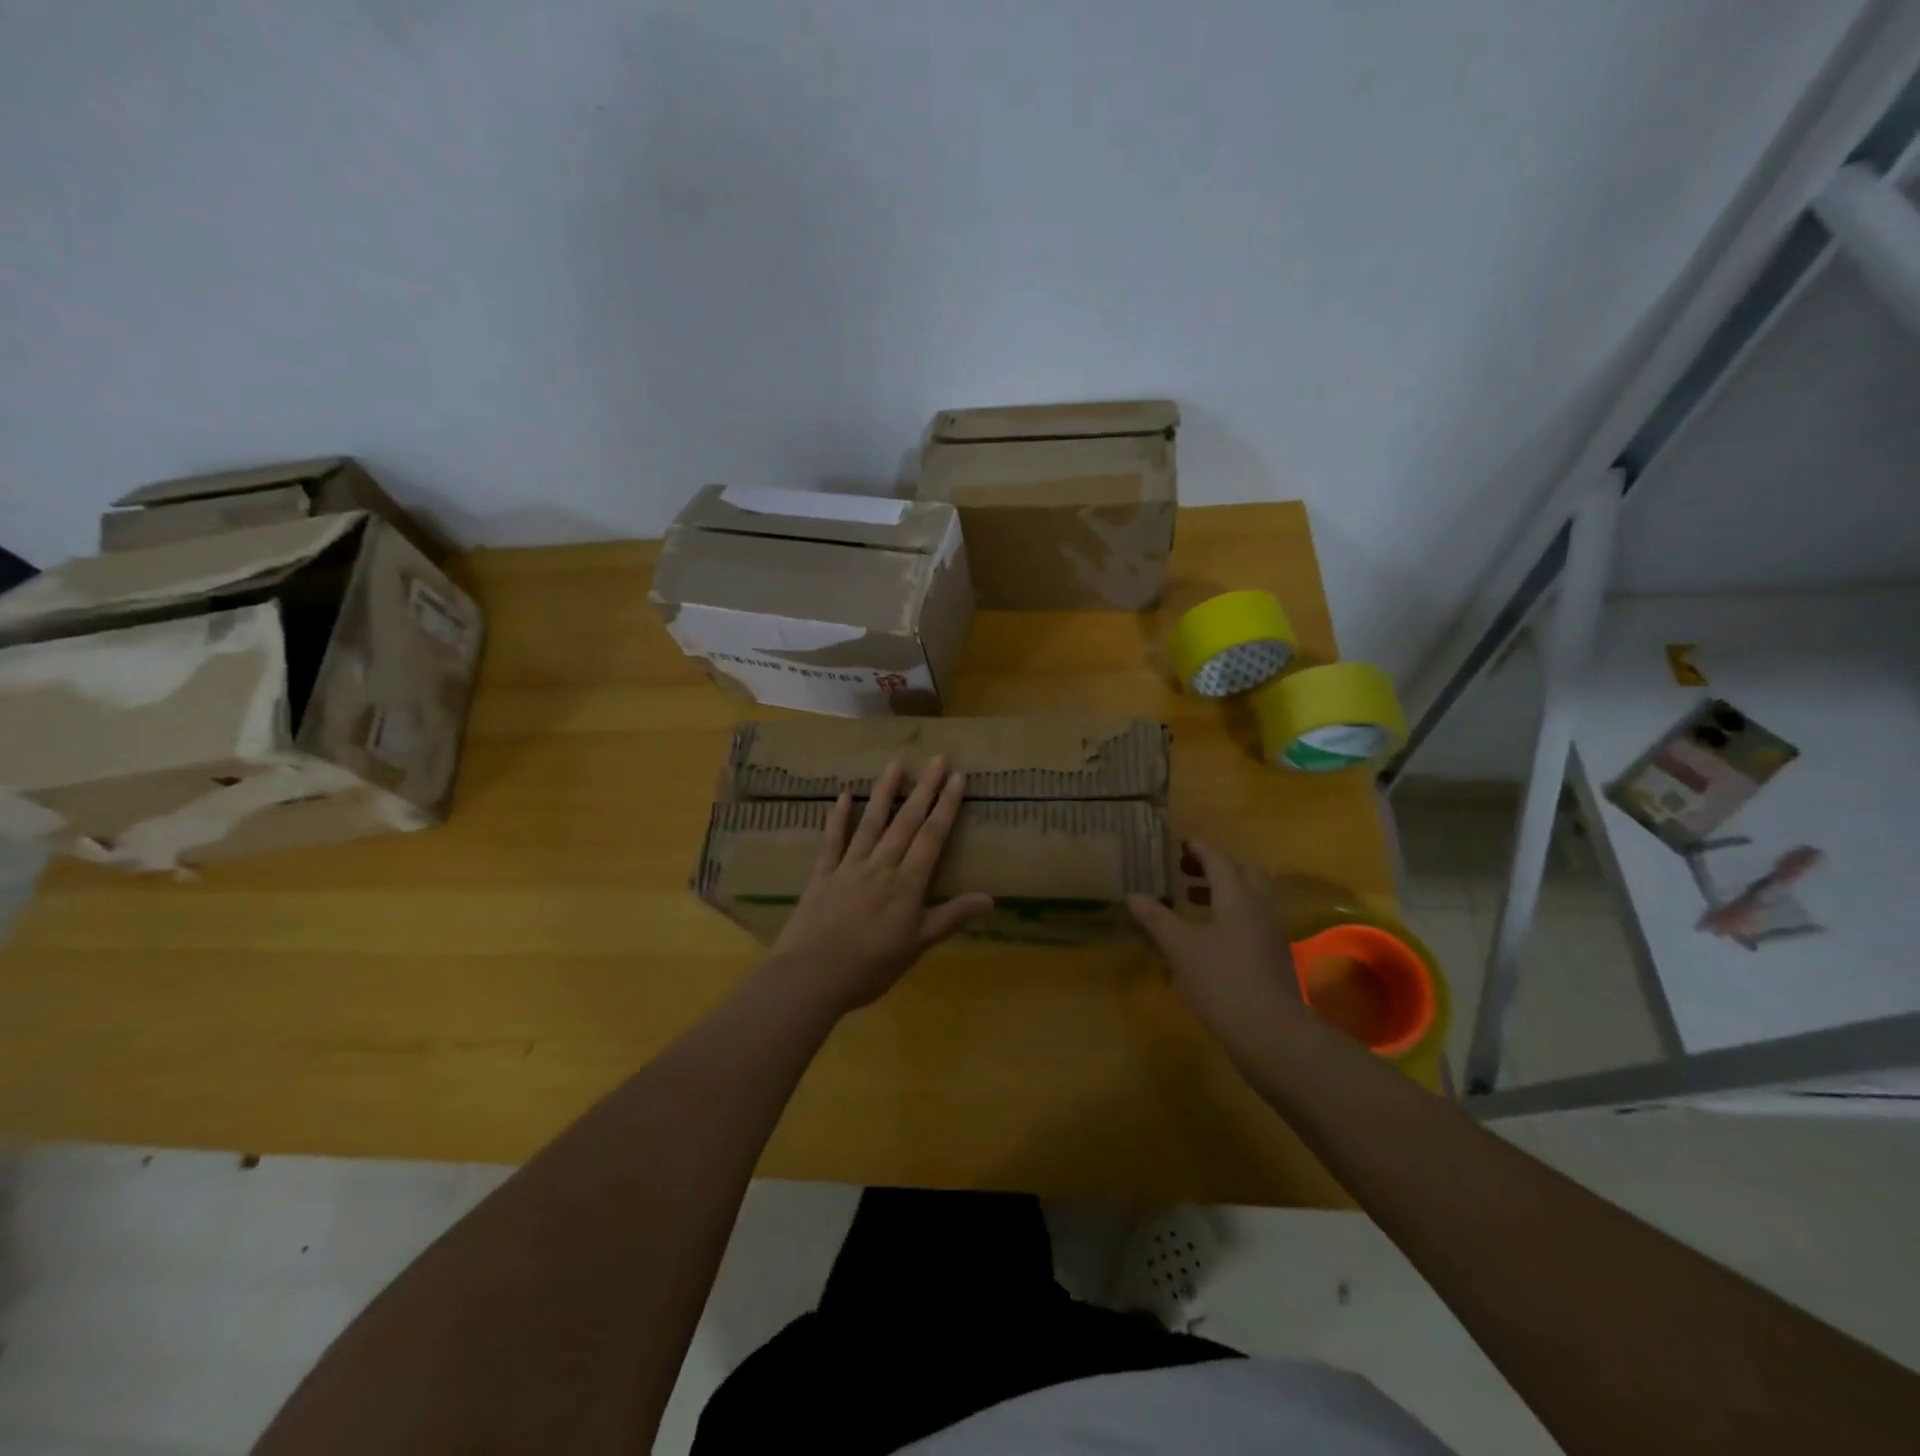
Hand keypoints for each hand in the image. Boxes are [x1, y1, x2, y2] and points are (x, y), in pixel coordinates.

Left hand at [769, 757, 991, 1013]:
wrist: (812, 976)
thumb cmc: (871, 967)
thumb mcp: (918, 945)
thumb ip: (951, 917)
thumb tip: (990, 898)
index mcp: (907, 884)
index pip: (932, 837)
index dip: (946, 806)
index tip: (957, 778)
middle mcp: (881, 866)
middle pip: (906, 822)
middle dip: (924, 788)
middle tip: (937, 758)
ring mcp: (849, 867)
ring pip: (871, 822)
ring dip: (885, 792)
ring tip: (897, 763)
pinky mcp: (822, 875)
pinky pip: (832, 841)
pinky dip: (838, 818)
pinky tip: (844, 795)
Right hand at [1127, 839, 1306, 1059]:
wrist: (1272, 1033)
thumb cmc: (1222, 982)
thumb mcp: (1181, 948)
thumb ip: (1157, 919)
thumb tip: (1132, 895)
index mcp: (1238, 896)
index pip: (1219, 859)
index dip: (1199, 848)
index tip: (1180, 843)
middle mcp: (1259, 906)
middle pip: (1242, 871)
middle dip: (1214, 865)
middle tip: (1186, 868)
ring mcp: (1271, 931)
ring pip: (1250, 895)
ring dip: (1223, 888)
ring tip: (1192, 896)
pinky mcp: (1274, 954)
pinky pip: (1252, 917)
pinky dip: (1231, 911)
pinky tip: (1209, 932)